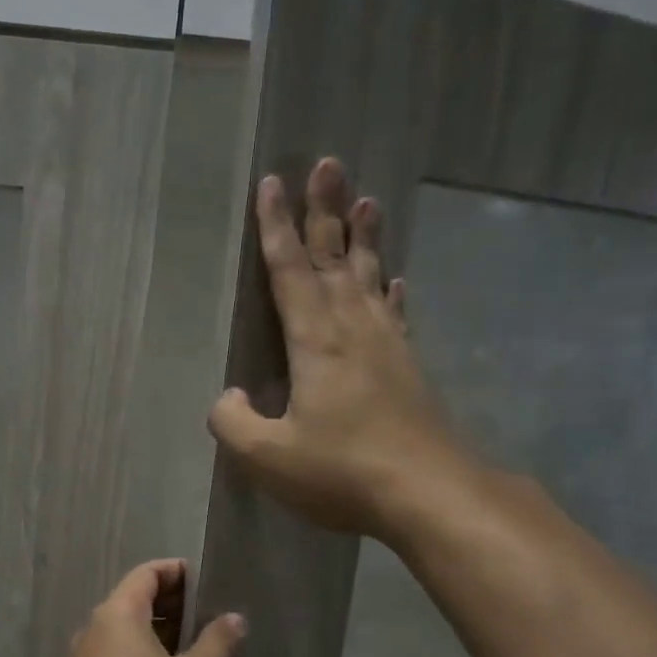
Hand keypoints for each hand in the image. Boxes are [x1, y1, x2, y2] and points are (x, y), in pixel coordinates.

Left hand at [49, 560, 245, 656]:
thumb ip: (217, 642)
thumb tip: (233, 617)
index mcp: (115, 616)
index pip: (146, 573)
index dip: (178, 572)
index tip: (211, 584)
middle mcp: (92, 630)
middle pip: (134, 599)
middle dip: (173, 603)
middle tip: (213, 617)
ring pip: (125, 630)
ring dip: (160, 631)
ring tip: (200, 647)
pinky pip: (116, 656)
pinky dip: (144, 654)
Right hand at [208, 158, 472, 541]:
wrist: (429, 493)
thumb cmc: (342, 471)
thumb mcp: (268, 457)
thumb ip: (233, 422)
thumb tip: (227, 397)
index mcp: (315, 341)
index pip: (289, 272)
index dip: (276, 228)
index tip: (272, 183)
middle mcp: (353, 329)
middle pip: (334, 258)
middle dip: (325, 211)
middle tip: (327, 164)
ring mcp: (387, 345)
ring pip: (370, 276)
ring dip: (364, 238)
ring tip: (366, 200)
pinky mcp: (408, 367)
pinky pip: (395, 314)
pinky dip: (392, 291)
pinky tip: (396, 280)